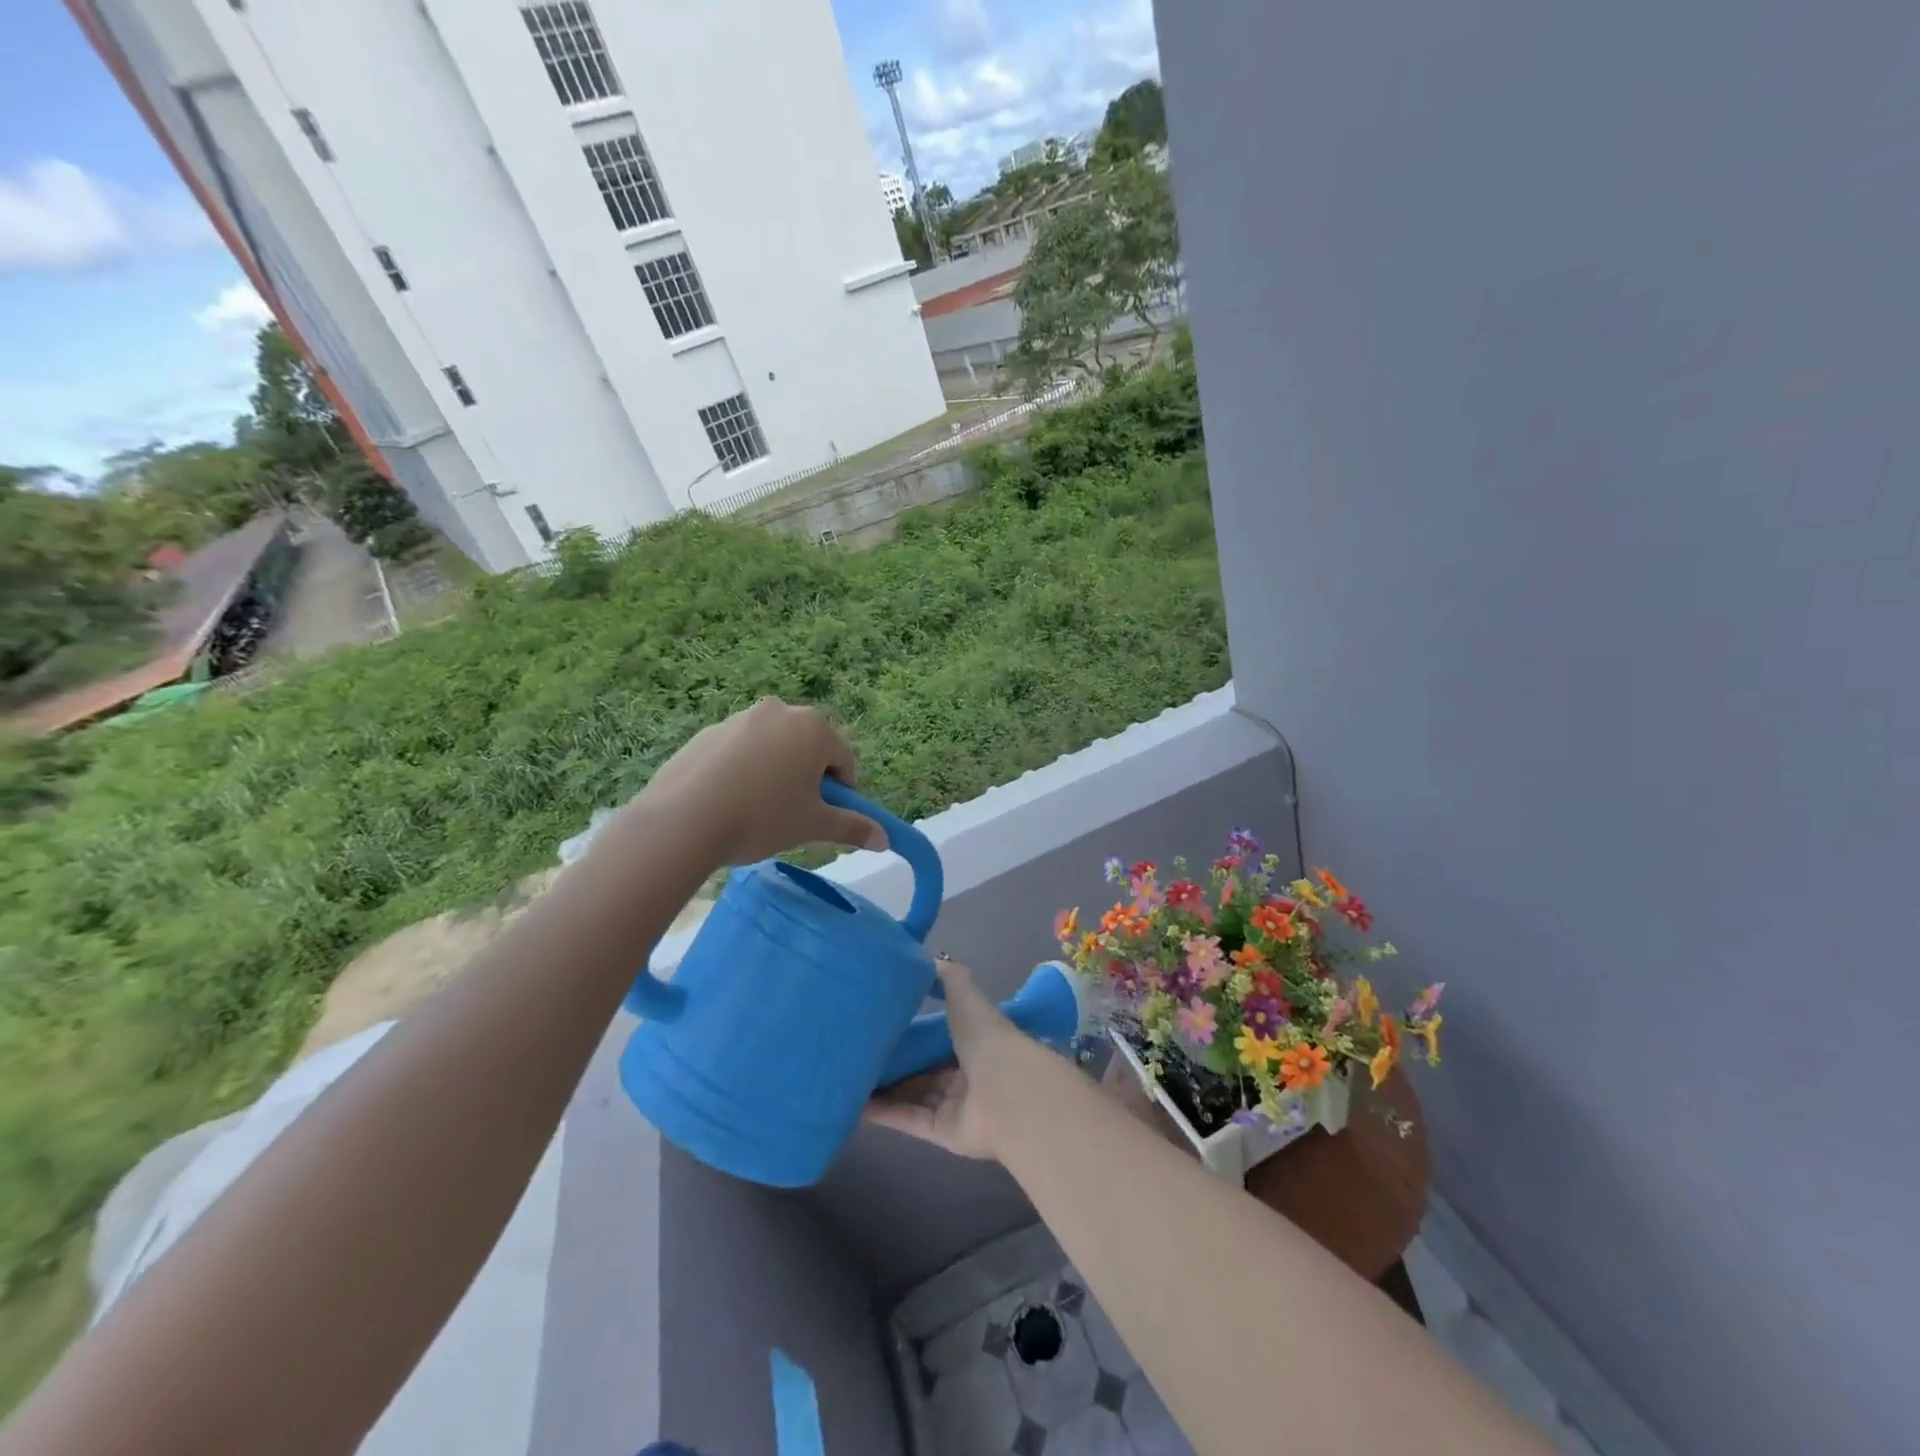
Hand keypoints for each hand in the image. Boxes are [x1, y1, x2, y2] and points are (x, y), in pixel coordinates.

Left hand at [626, 699, 885, 866]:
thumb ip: (853, 827)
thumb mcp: (814, 825)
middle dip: (807, 778)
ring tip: (757, 811)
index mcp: (814, 727)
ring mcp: (739, 719)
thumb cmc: (763, 817)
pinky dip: (743, 772)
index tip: (825, 818)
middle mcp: (779, 711)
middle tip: (793, 815)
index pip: (843, 761)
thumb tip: (886, 840)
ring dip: (775, 773)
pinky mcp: (707, 733)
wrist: (684, 820)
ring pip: (773, 748)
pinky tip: (729, 802)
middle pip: (808, 748)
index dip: (842, 793)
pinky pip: (739, 752)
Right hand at [863, 958, 1025, 1159]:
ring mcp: (955, 1105)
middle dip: (897, 1060)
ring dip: (885, 1087)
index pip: (940, 1036)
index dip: (915, 1030)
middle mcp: (965, 1073)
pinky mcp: (943, 1132)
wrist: (1006, 1092)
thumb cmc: (986, 1038)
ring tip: (848, 1075)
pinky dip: (884, 1113)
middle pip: (924, 1068)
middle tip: (858, 1049)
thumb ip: (950, 979)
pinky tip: (856, 1103)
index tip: (881, 1019)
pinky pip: (909, 1120)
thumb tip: (932, 959)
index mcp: (974, 1040)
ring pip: (913, 1095)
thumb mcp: (965, 997)